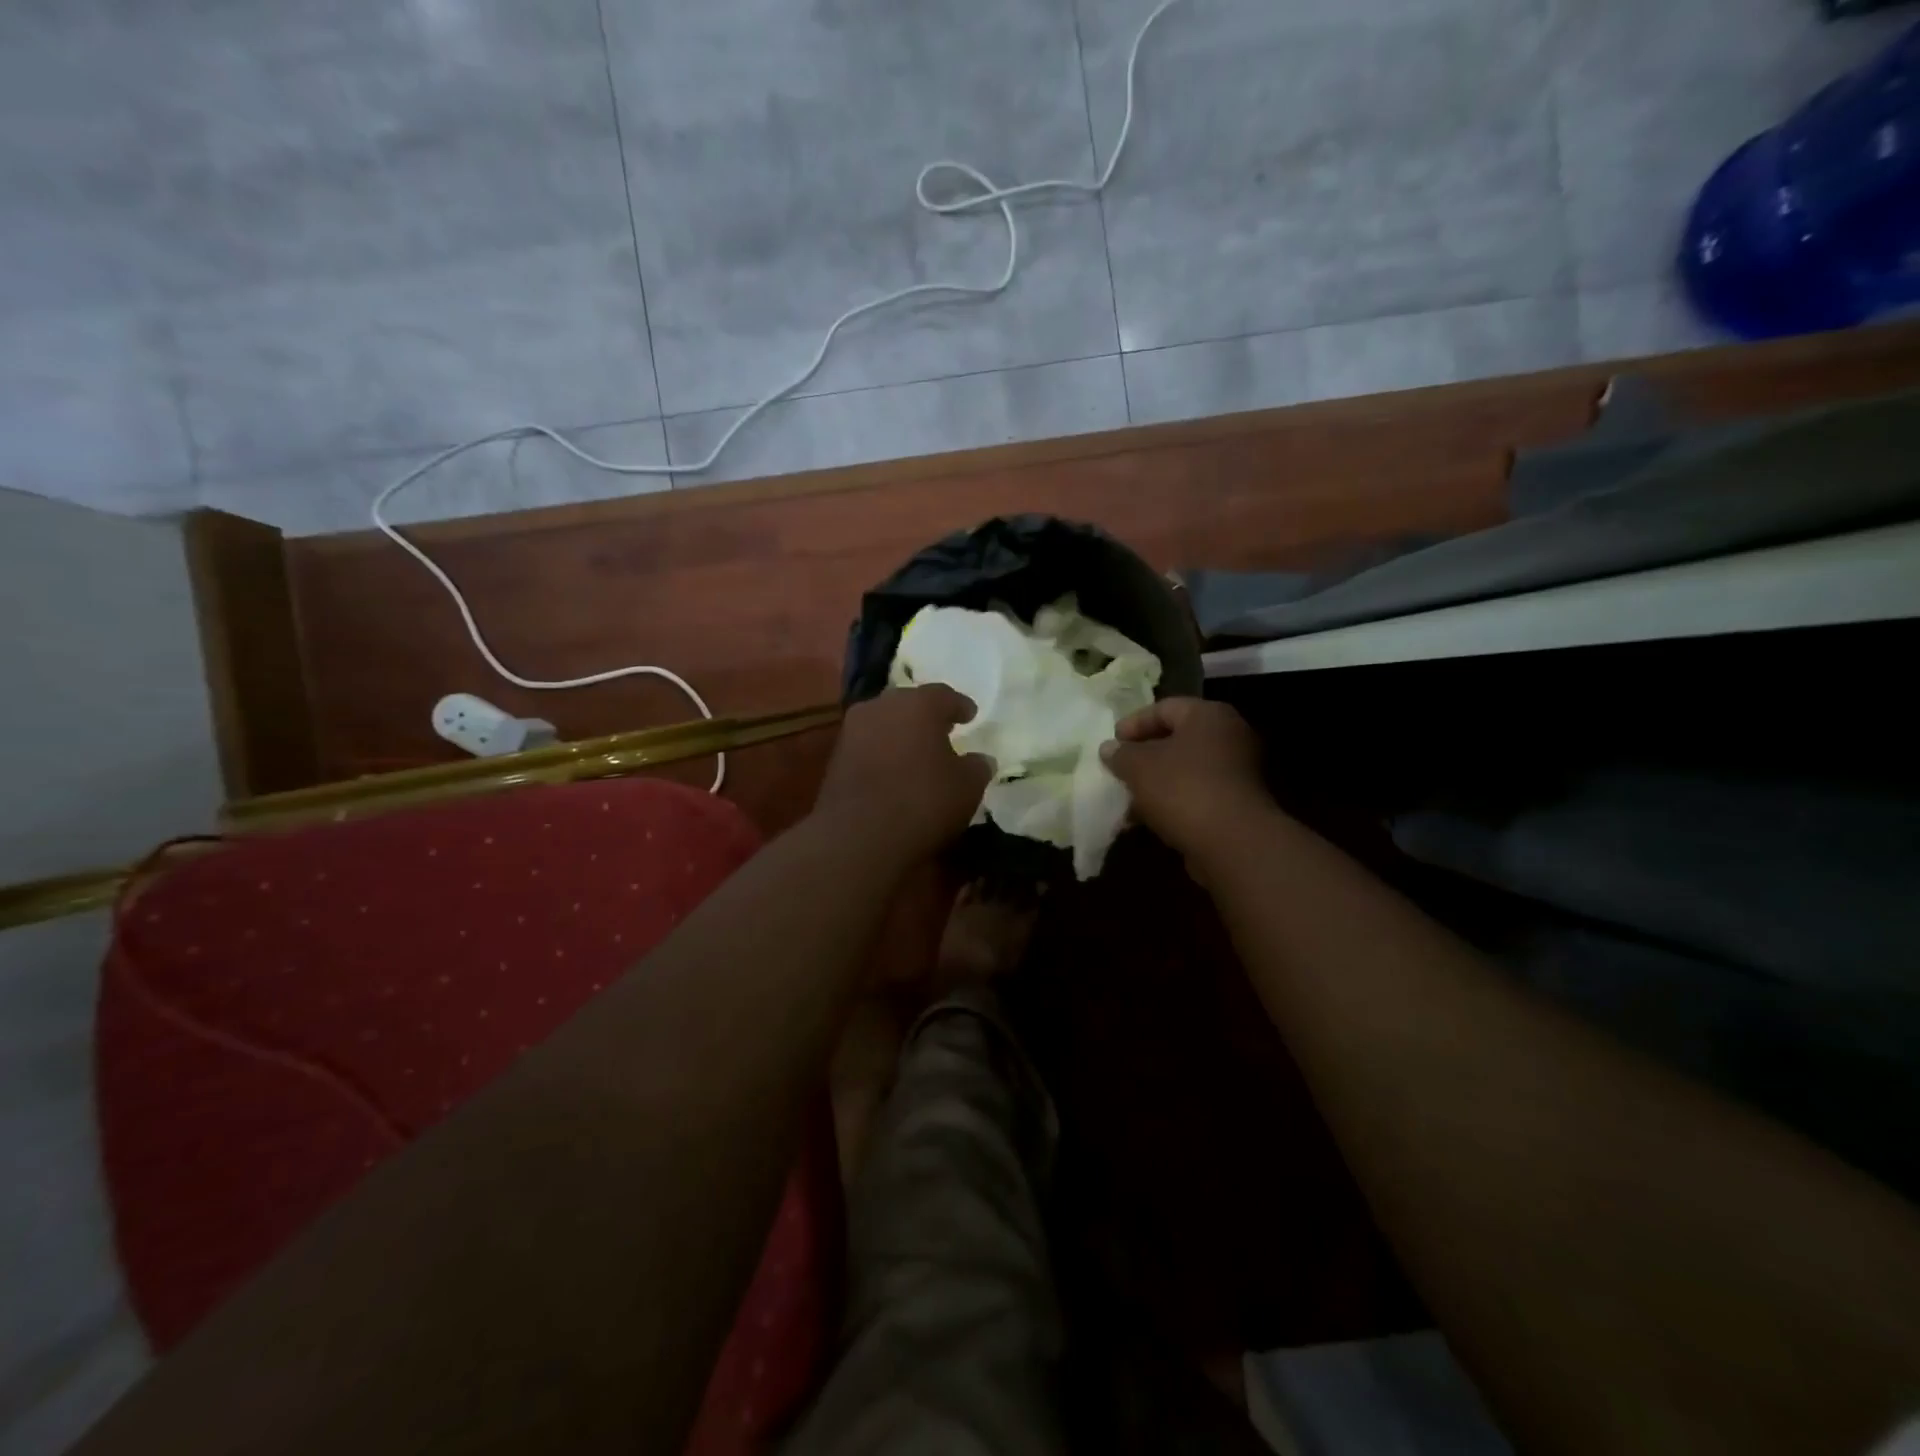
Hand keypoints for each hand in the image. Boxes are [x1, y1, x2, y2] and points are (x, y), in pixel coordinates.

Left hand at [815, 685, 993, 860]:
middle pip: (910, 704)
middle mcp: (882, 706)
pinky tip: (895, 771)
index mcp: (918, 704)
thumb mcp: (967, 787)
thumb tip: (980, 760)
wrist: (858, 836)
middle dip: (927, 716)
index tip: (970, 715)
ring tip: (918, 753)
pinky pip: (868, 746)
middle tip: (943, 730)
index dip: (960, 706)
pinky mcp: (835, 758)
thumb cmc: (923, 801)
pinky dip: (883, 753)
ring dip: (902, 734)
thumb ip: (977, 767)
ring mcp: (853, 730)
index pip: (944, 695)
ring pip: (885, 723)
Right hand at [1100, 697, 1270, 861]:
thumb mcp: (1139, 767)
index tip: (1111, 744)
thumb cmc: (1183, 789)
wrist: (1233, 843)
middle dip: (1143, 756)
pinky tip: (1147, 819)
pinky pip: (1196, 793)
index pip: (1164, 708)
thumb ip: (1120, 754)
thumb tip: (1109, 749)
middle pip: (1176, 739)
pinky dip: (1172, 801)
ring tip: (1127, 799)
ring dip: (1155, 782)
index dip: (1133, 724)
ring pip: (1185, 769)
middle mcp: (1229, 736)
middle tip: (1118, 769)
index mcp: (1208, 715)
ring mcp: (1237, 771)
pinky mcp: (1236, 803)